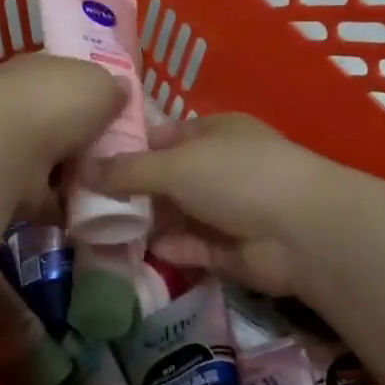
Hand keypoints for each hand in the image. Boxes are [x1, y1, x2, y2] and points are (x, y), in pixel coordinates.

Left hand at [0, 55, 127, 214]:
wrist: (3, 151)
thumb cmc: (55, 105)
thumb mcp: (100, 83)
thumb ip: (113, 88)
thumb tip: (119, 91)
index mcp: (38, 72)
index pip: (66, 78)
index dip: (91, 94)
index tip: (117, 115)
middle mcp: (20, 106)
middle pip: (61, 124)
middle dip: (86, 142)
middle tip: (120, 158)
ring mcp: (11, 148)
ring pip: (53, 163)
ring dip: (76, 177)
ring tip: (112, 188)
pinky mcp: (8, 187)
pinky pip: (45, 198)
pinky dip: (64, 207)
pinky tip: (91, 212)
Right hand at [93, 113, 336, 295]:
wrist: (302, 232)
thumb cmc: (237, 177)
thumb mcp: (175, 165)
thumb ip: (127, 170)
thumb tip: (82, 169)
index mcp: (215, 133)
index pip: (164, 136)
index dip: (129, 147)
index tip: (89, 162)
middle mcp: (222, 168)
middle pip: (167, 178)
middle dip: (132, 190)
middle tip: (85, 202)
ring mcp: (228, 210)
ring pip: (178, 215)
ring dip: (147, 222)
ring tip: (99, 230)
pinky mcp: (231, 250)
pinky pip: (192, 247)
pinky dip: (170, 248)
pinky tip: (139, 251)